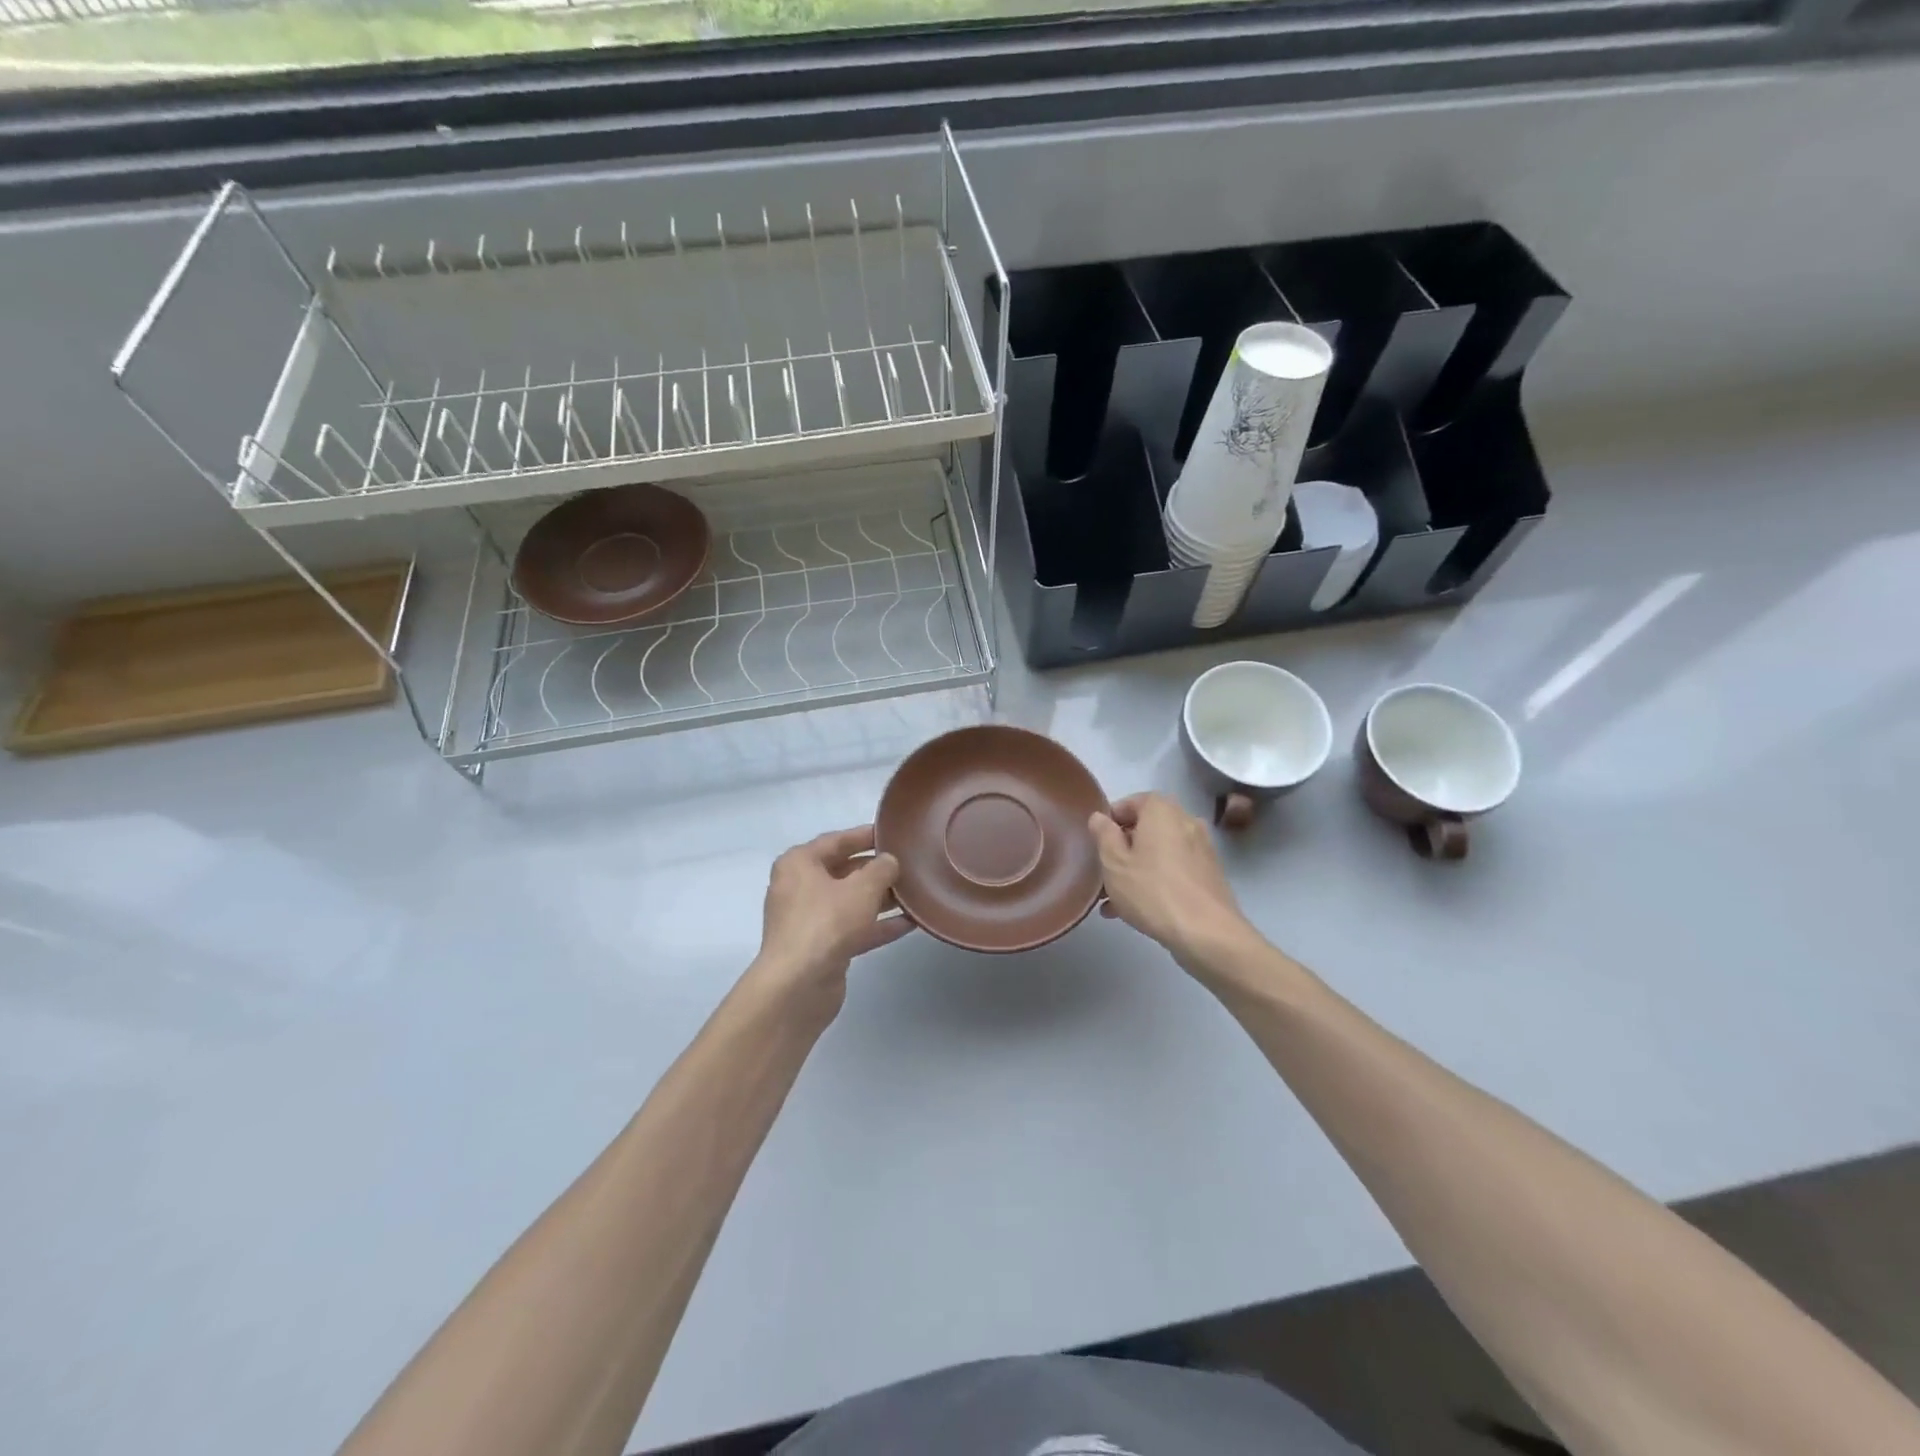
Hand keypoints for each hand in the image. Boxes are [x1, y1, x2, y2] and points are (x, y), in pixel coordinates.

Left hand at [748, 825, 912, 1018]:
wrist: (798, 986)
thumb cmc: (827, 923)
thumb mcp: (862, 888)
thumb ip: (881, 869)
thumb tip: (889, 861)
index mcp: (799, 863)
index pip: (836, 840)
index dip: (866, 835)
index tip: (893, 833)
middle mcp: (800, 888)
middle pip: (844, 871)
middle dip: (876, 870)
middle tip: (910, 865)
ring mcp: (809, 920)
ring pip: (850, 902)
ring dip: (881, 899)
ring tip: (915, 893)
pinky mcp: (821, 948)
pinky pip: (854, 928)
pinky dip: (878, 925)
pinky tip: (909, 923)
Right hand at [1090, 793, 1257, 971]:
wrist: (1207, 933)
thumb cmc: (1152, 891)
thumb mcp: (1114, 863)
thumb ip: (1103, 835)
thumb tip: (1099, 817)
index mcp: (1162, 811)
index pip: (1132, 802)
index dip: (1111, 820)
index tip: (1097, 843)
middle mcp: (1186, 821)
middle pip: (1146, 828)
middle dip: (1122, 849)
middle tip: (1103, 873)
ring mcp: (1201, 849)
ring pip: (1159, 852)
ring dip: (1136, 869)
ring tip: (1113, 900)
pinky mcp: (1209, 875)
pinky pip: (1174, 869)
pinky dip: (1156, 880)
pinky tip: (1137, 909)